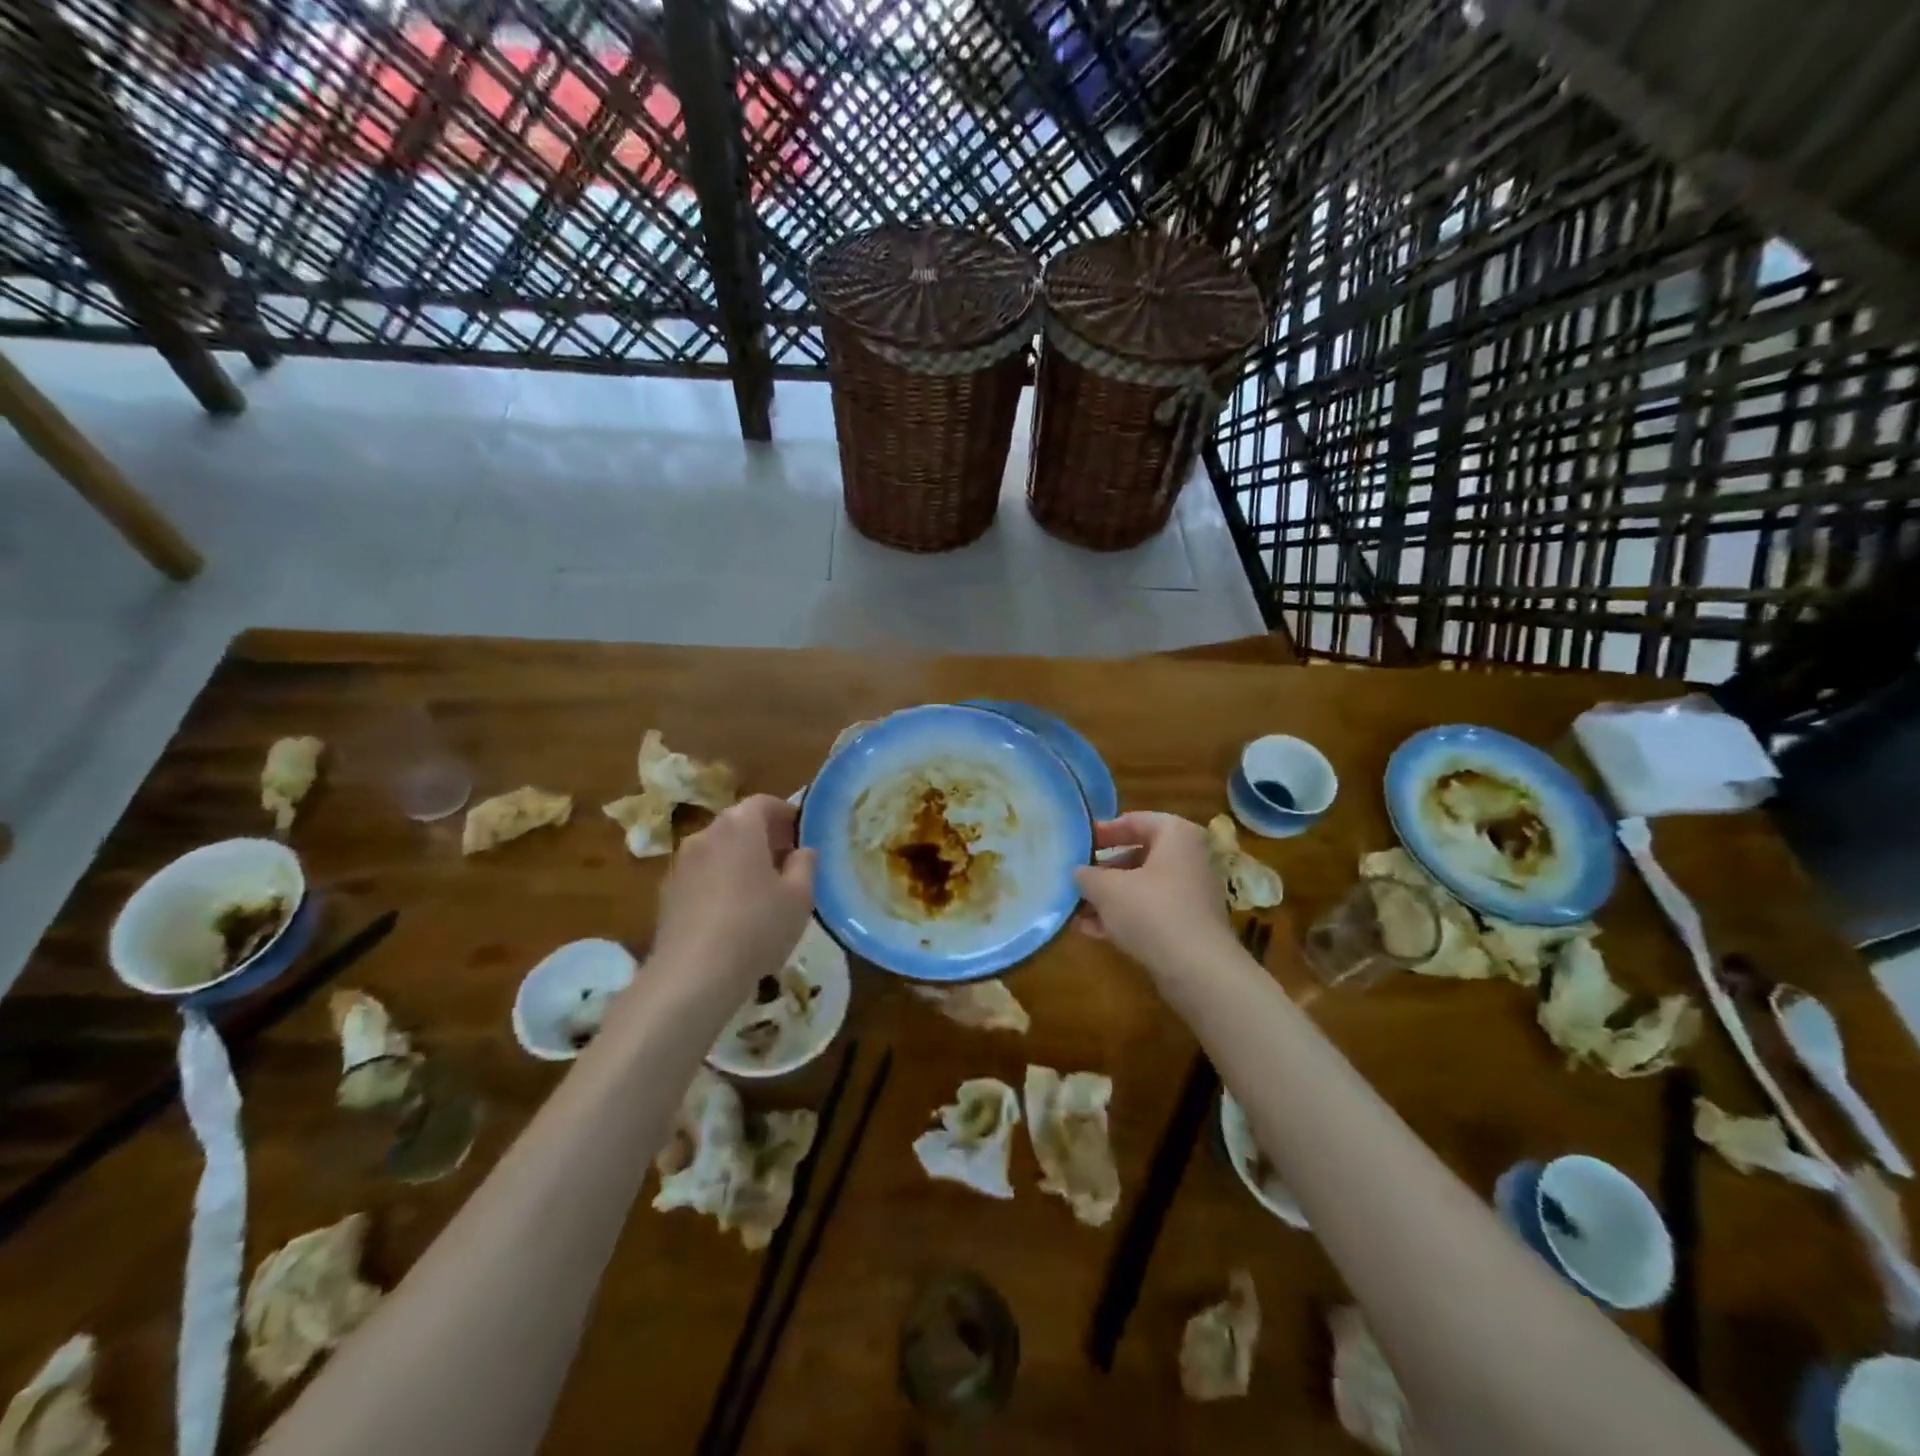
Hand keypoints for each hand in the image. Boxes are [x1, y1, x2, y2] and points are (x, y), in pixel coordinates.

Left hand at [654, 795, 815, 985]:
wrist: (692, 975)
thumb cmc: (756, 927)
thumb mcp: (800, 897)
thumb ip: (806, 865)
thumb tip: (802, 851)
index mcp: (739, 826)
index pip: (764, 802)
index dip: (786, 814)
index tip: (802, 835)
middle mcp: (705, 835)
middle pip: (739, 824)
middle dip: (764, 838)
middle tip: (787, 864)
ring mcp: (680, 864)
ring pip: (718, 851)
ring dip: (740, 861)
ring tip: (761, 893)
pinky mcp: (666, 893)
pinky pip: (702, 876)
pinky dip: (720, 883)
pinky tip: (733, 915)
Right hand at [1072, 812, 1234, 976]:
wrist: (1198, 970)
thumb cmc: (1151, 911)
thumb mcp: (1106, 888)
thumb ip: (1086, 875)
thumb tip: (1078, 873)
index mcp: (1175, 835)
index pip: (1133, 821)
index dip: (1102, 832)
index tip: (1077, 845)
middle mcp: (1188, 858)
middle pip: (1137, 856)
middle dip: (1102, 871)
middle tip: (1074, 879)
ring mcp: (1191, 893)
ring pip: (1141, 887)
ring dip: (1108, 897)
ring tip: (1075, 910)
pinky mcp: (1188, 924)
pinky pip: (1150, 911)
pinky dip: (1123, 917)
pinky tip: (1091, 930)